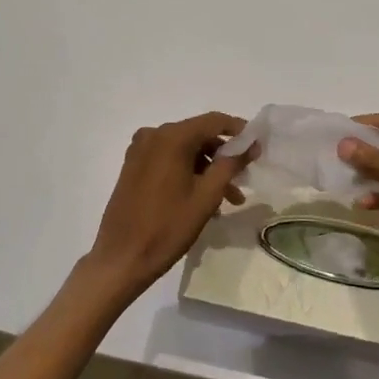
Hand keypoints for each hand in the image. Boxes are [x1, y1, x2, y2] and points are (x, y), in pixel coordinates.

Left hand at [79, 112, 253, 303]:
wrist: (122, 257)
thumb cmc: (168, 226)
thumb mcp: (206, 196)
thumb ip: (230, 164)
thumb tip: (250, 144)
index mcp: (171, 137)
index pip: (214, 121)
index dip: (239, 130)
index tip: (257, 146)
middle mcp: (153, 135)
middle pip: (198, 135)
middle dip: (223, 156)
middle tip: (243, 179)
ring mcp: (140, 150)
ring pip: (184, 150)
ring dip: (207, 169)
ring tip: (227, 200)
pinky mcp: (133, 166)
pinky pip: (168, 160)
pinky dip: (187, 172)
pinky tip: (202, 199)